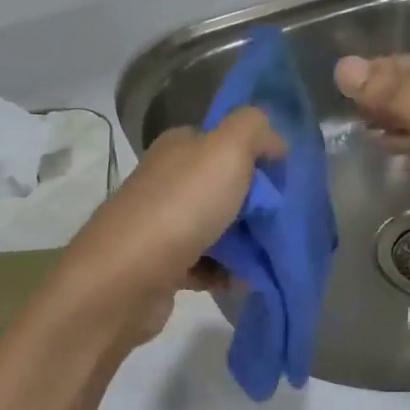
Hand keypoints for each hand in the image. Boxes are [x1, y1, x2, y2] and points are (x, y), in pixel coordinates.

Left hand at [45, 108, 286, 348]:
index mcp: (178, 148)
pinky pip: (203, 264)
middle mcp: (165, 181)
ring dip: (242, 244)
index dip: (256, 158)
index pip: (223, 142)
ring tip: (267, 256)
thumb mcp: (227, 150)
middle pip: (221, 188)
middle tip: (280, 223)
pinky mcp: (160, 265)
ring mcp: (159, 225)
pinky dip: (223, 273)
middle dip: (254, 206)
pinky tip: (240, 280)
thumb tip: (275, 142)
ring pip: (214, 228)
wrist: (126, 279)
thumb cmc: (181, 209)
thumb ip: (255, 129)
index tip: (284, 183)